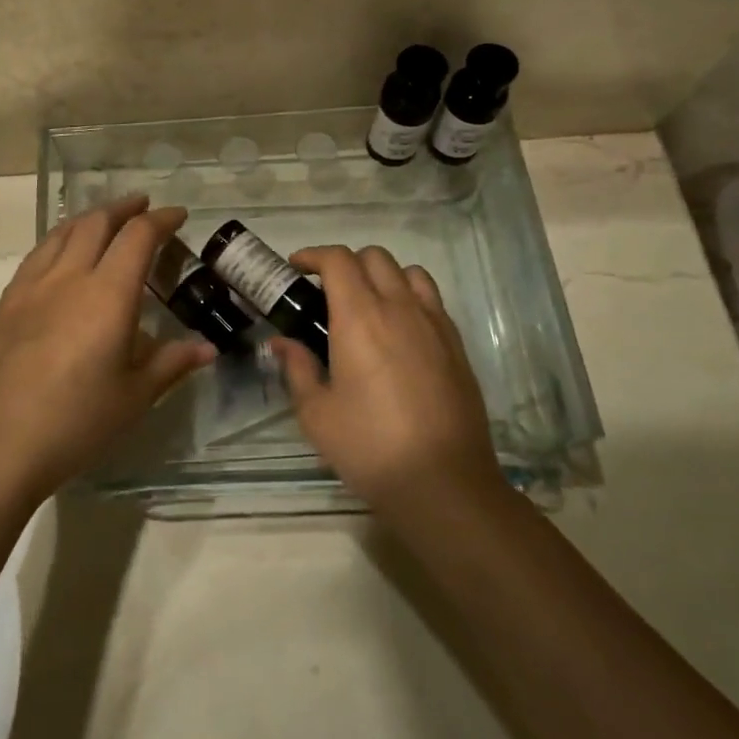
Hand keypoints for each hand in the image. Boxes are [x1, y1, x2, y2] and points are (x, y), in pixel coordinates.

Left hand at [0, 196, 214, 504]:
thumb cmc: (76, 422)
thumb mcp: (134, 396)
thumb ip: (172, 363)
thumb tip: (207, 349)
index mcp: (107, 294)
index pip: (138, 237)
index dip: (161, 220)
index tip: (177, 216)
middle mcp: (69, 277)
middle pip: (97, 222)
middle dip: (124, 208)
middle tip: (143, 206)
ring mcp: (31, 287)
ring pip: (62, 233)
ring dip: (89, 218)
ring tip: (104, 220)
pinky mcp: (6, 304)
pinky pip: (37, 255)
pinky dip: (58, 240)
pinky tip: (60, 255)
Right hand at [271, 245, 505, 520]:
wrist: (443, 482)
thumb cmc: (369, 447)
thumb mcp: (316, 413)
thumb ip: (297, 368)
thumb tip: (282, 342)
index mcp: (360, 318)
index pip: (338, 260)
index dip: (313, 255)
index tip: (296, 267)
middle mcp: (399, 308)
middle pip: (374, 256)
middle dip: (345, 262)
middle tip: (326, 291)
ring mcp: (434, 323)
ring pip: (408, 272)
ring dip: (382, 275)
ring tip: (367, 304)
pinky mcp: (456, 344)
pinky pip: (432, 299)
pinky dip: (410, 297)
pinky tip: (398, 331)